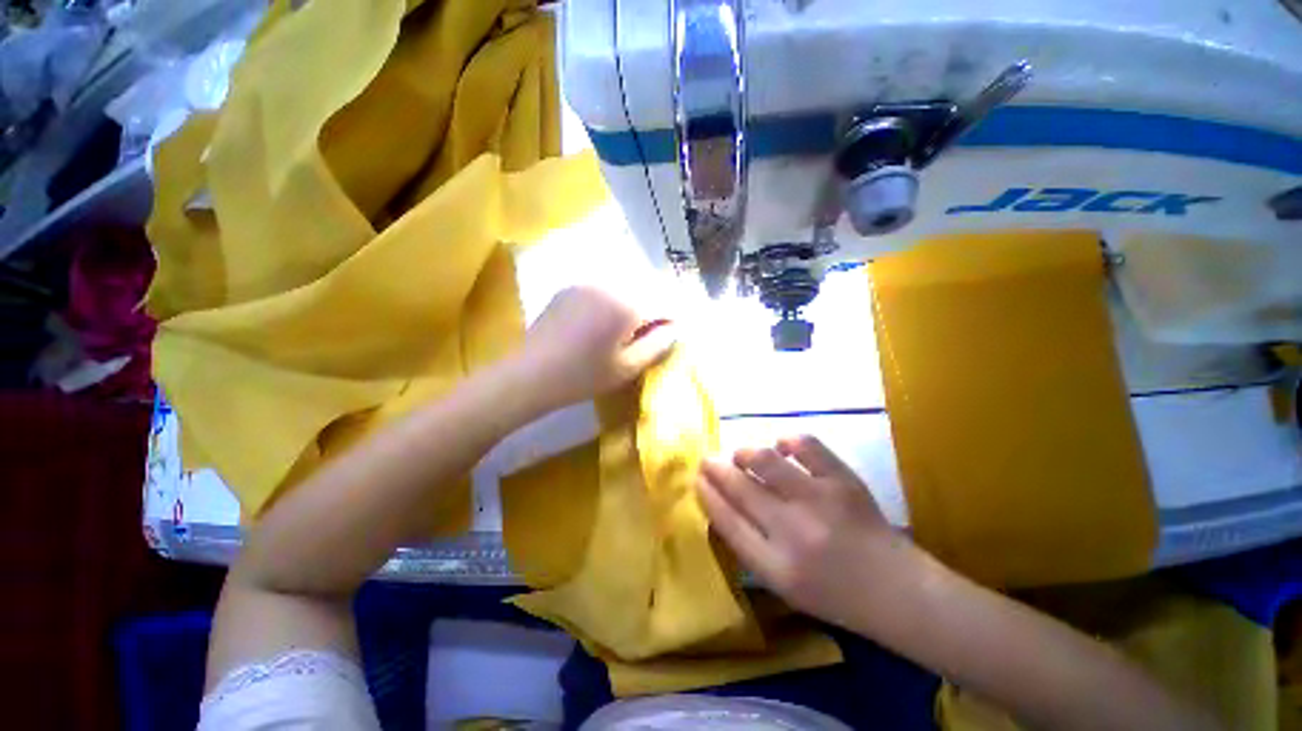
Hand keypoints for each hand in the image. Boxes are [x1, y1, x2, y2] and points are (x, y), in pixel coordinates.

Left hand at [516, 286, 675, 410]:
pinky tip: (605, 321)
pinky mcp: (571, 288)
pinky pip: (605, 288)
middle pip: (646, 288)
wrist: (530, 374)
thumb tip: (674, 327)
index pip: (665, 301)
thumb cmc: (583, 375)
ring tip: (630, 328)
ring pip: (625, 286)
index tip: (674, 332)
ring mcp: (588, 282)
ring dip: (635, 302)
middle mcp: (610, 283)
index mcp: (627, 303)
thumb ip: (658, 344)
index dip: (674, 317)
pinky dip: (614, 300)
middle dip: (655, 307)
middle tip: (654, 332)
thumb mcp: (628, 366)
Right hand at [699, 435, 914, 629]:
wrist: (897, 590)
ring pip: (764, 460)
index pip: (726, 520)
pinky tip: (782, 447)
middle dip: (715, 468)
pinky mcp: (843, 480)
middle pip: (740, 488)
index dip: (707, 494)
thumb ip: (748, 546)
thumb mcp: (782, 584)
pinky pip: (805, 445)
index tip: (696, 478)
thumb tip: (720, 503)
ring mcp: (820, 501)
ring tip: (741, 455)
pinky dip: (787, 441)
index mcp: (775, 567)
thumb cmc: (833, 593)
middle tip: (706, 459)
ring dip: (744, 453)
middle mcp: (793, 532)